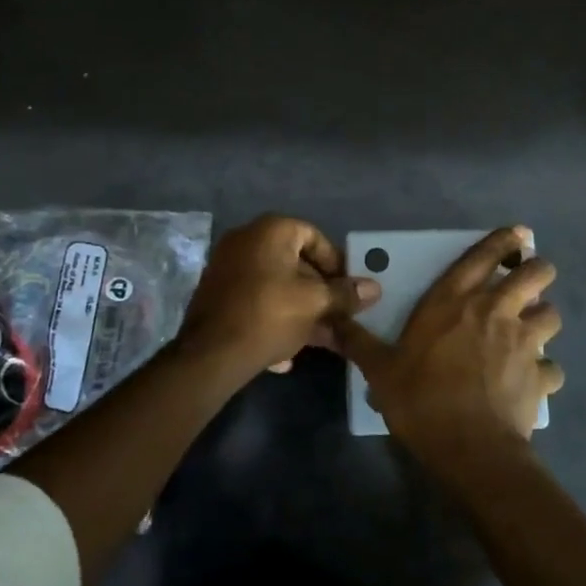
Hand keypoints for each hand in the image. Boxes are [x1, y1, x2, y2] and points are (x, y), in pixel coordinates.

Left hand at [175, 215, 380, 382]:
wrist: (211, 355)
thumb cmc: (270, 315)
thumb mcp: (315, 303)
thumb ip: (346, 294)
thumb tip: (374, 288)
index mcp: (270, 231)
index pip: (314, 236)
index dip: (336, 262)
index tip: (349, 289)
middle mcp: (246, 240)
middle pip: (294, 263)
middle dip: (320, 292)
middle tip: (338, 315)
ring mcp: (228, 268)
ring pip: (276, 286)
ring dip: (301, 310)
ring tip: (320, 338)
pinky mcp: (217, 296)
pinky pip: (256, 301)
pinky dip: (274, 319)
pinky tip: (286, 354)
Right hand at [333, 226, 563, 467]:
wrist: (469, 446)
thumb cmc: (421, 398)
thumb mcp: (379, 370)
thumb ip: (358, 342)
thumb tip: (331, 322)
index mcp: (454, 300)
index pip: (484, 255)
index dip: (504, 240)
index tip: (518, 233)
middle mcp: (495, 311)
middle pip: (536, 274)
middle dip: (538, 270)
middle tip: (527, 282)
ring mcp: (524, 342)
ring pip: (552, 314)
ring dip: (543, 318)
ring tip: (532, 330)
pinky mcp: (540, 375)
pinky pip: (553, 367)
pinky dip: (545, 371)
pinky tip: (534, 380)